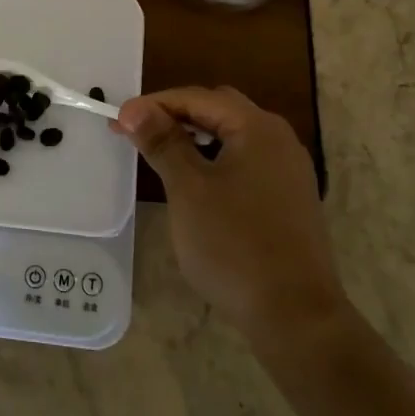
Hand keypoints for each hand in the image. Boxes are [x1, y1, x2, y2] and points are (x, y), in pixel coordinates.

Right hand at [116, 86, 340, 342]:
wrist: (296, 318)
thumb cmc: (235, 246)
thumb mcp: (188, 190)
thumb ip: (162, 143)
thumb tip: (134, 108)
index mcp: (257, 128)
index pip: (197, 97)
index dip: (154, 104)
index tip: (118, 122)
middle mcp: (279, 139)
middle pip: (219, 109)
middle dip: (176, 115)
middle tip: (139, 133)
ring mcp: (289, 170)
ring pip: (233, 136)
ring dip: (196, 137)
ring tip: (162, 154)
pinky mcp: (290, 198)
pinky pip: (246, 161)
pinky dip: (216, 159)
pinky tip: (198, 183)